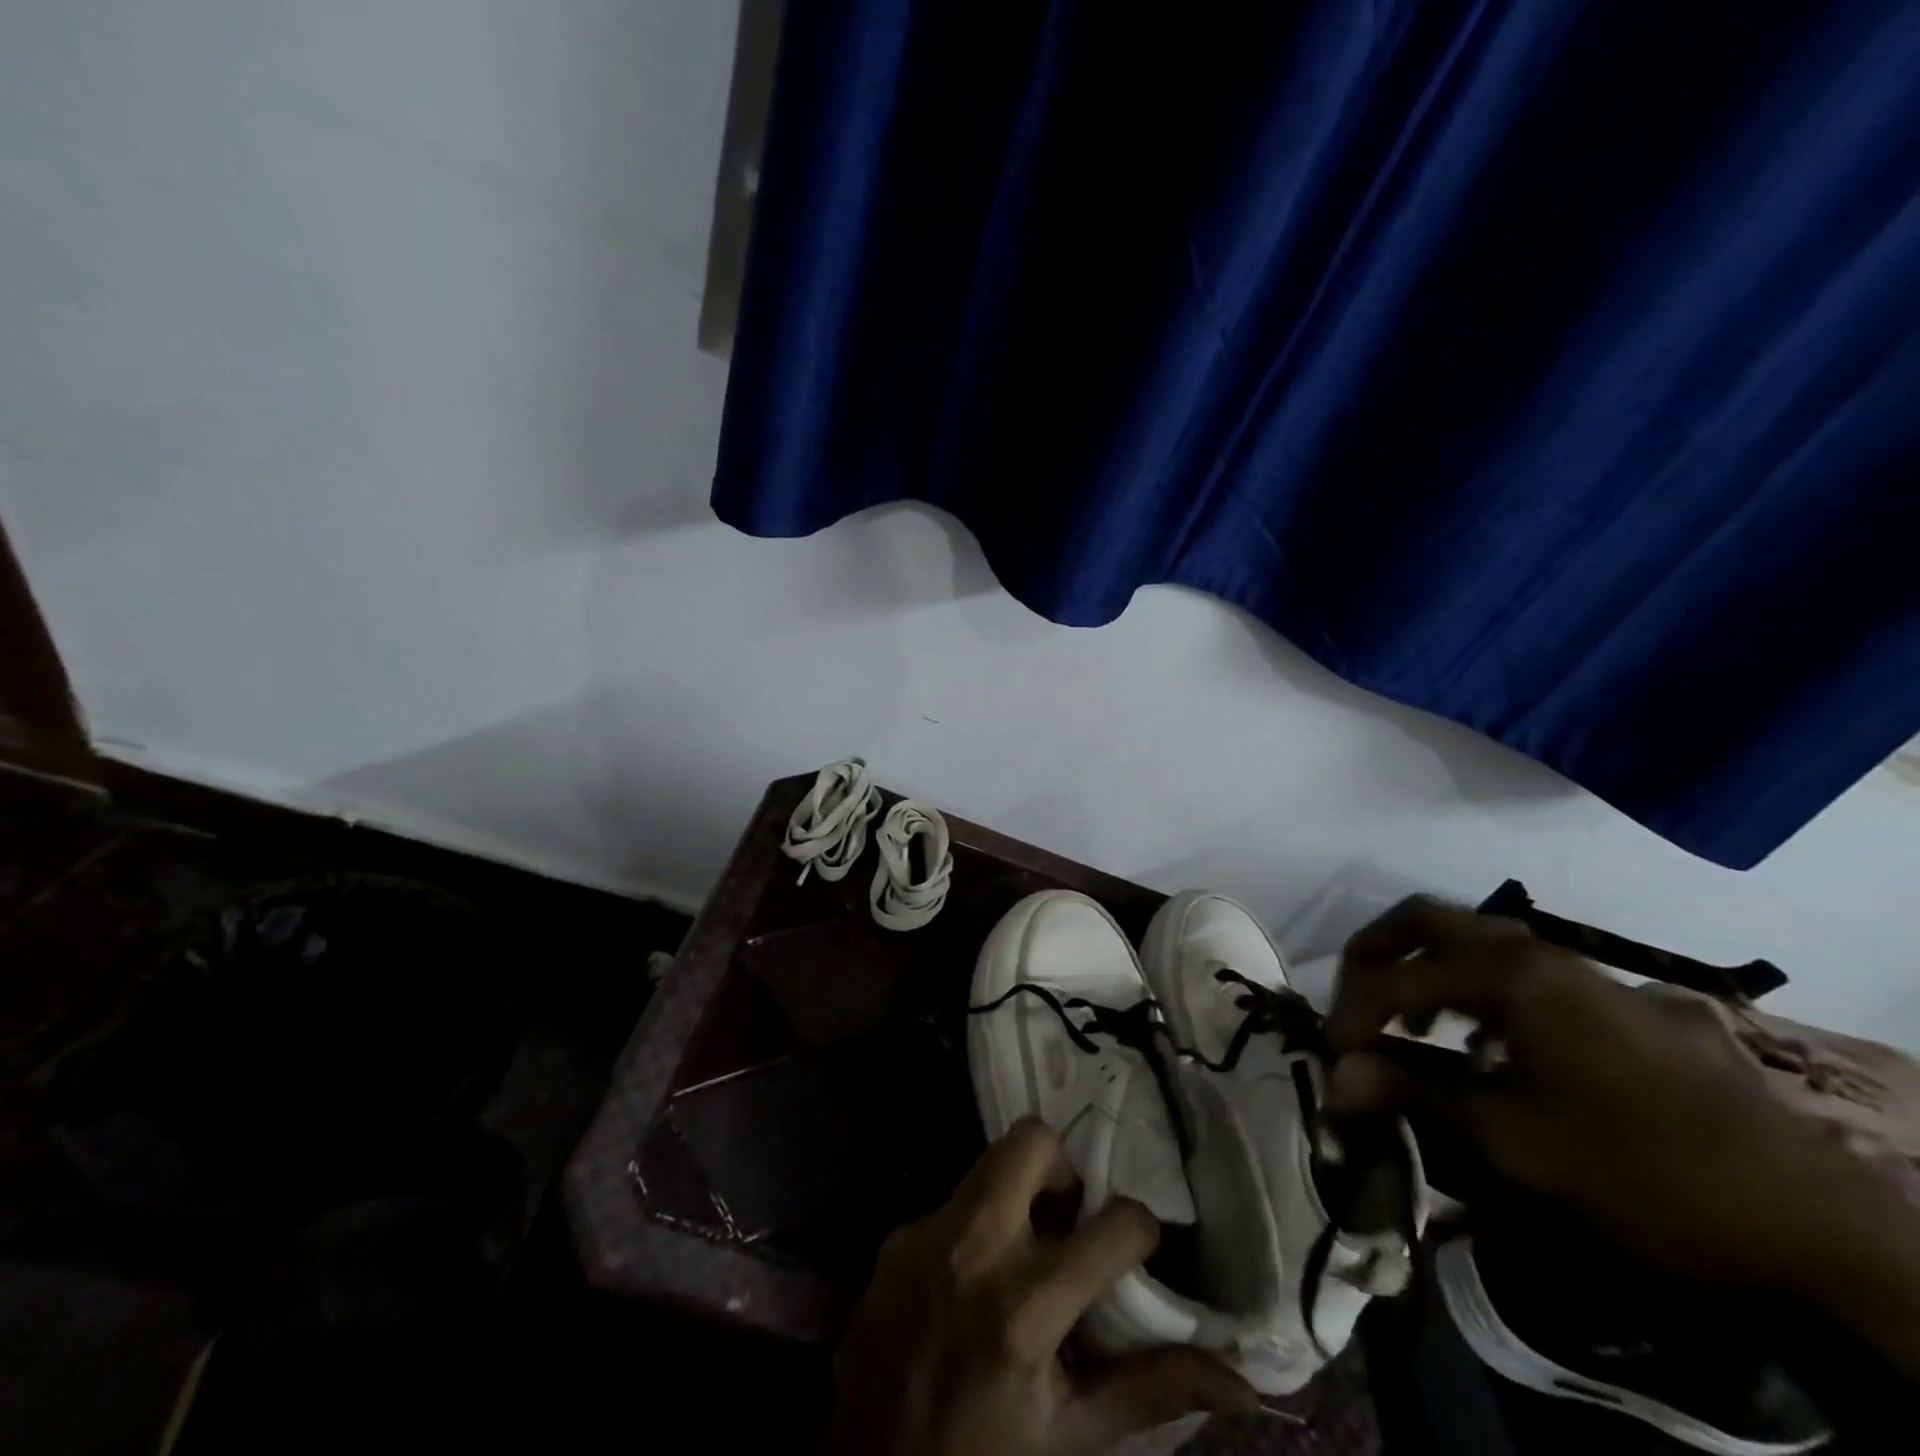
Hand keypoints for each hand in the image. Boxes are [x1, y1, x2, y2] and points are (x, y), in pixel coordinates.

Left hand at [822, 1118, 1256, 1455]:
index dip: (1140, 1229)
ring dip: (1019, 1189)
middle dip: (1063, 1170)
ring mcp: (925, 1235)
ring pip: (989, 1158)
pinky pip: (951, 1202)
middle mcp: (971, 1252)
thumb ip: (1152, 1390)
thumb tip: (1241, 1378)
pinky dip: (974, 1227)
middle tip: (1067, 1221)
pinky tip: (970, 1281)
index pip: (1113, 1224)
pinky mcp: (895, 1236)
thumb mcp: (1073, 1434)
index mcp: (1023, 1311)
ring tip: (1024, 1246)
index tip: (1135, 1248)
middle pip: (1031, 1141)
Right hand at [1322, 897, 1854, 1289]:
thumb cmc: (1642, 1173)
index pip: (1396, 978)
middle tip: (1352, 1004)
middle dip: (1375, 955)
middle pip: (1428, 921)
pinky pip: (1518, 971)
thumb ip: (1415, 1093)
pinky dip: (1472, 988)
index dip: (1351, 1014)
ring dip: (1424, 969)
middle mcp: (1539, 954)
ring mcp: (1581, 973)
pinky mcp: (1613, 1001)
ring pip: (1474, 941)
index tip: (1332, 1059)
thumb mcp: (1513, 1141)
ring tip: (1409, 1025)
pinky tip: (1484, 1045)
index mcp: (1510, 976)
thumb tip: (1335, 1078)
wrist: (1815, 1224)